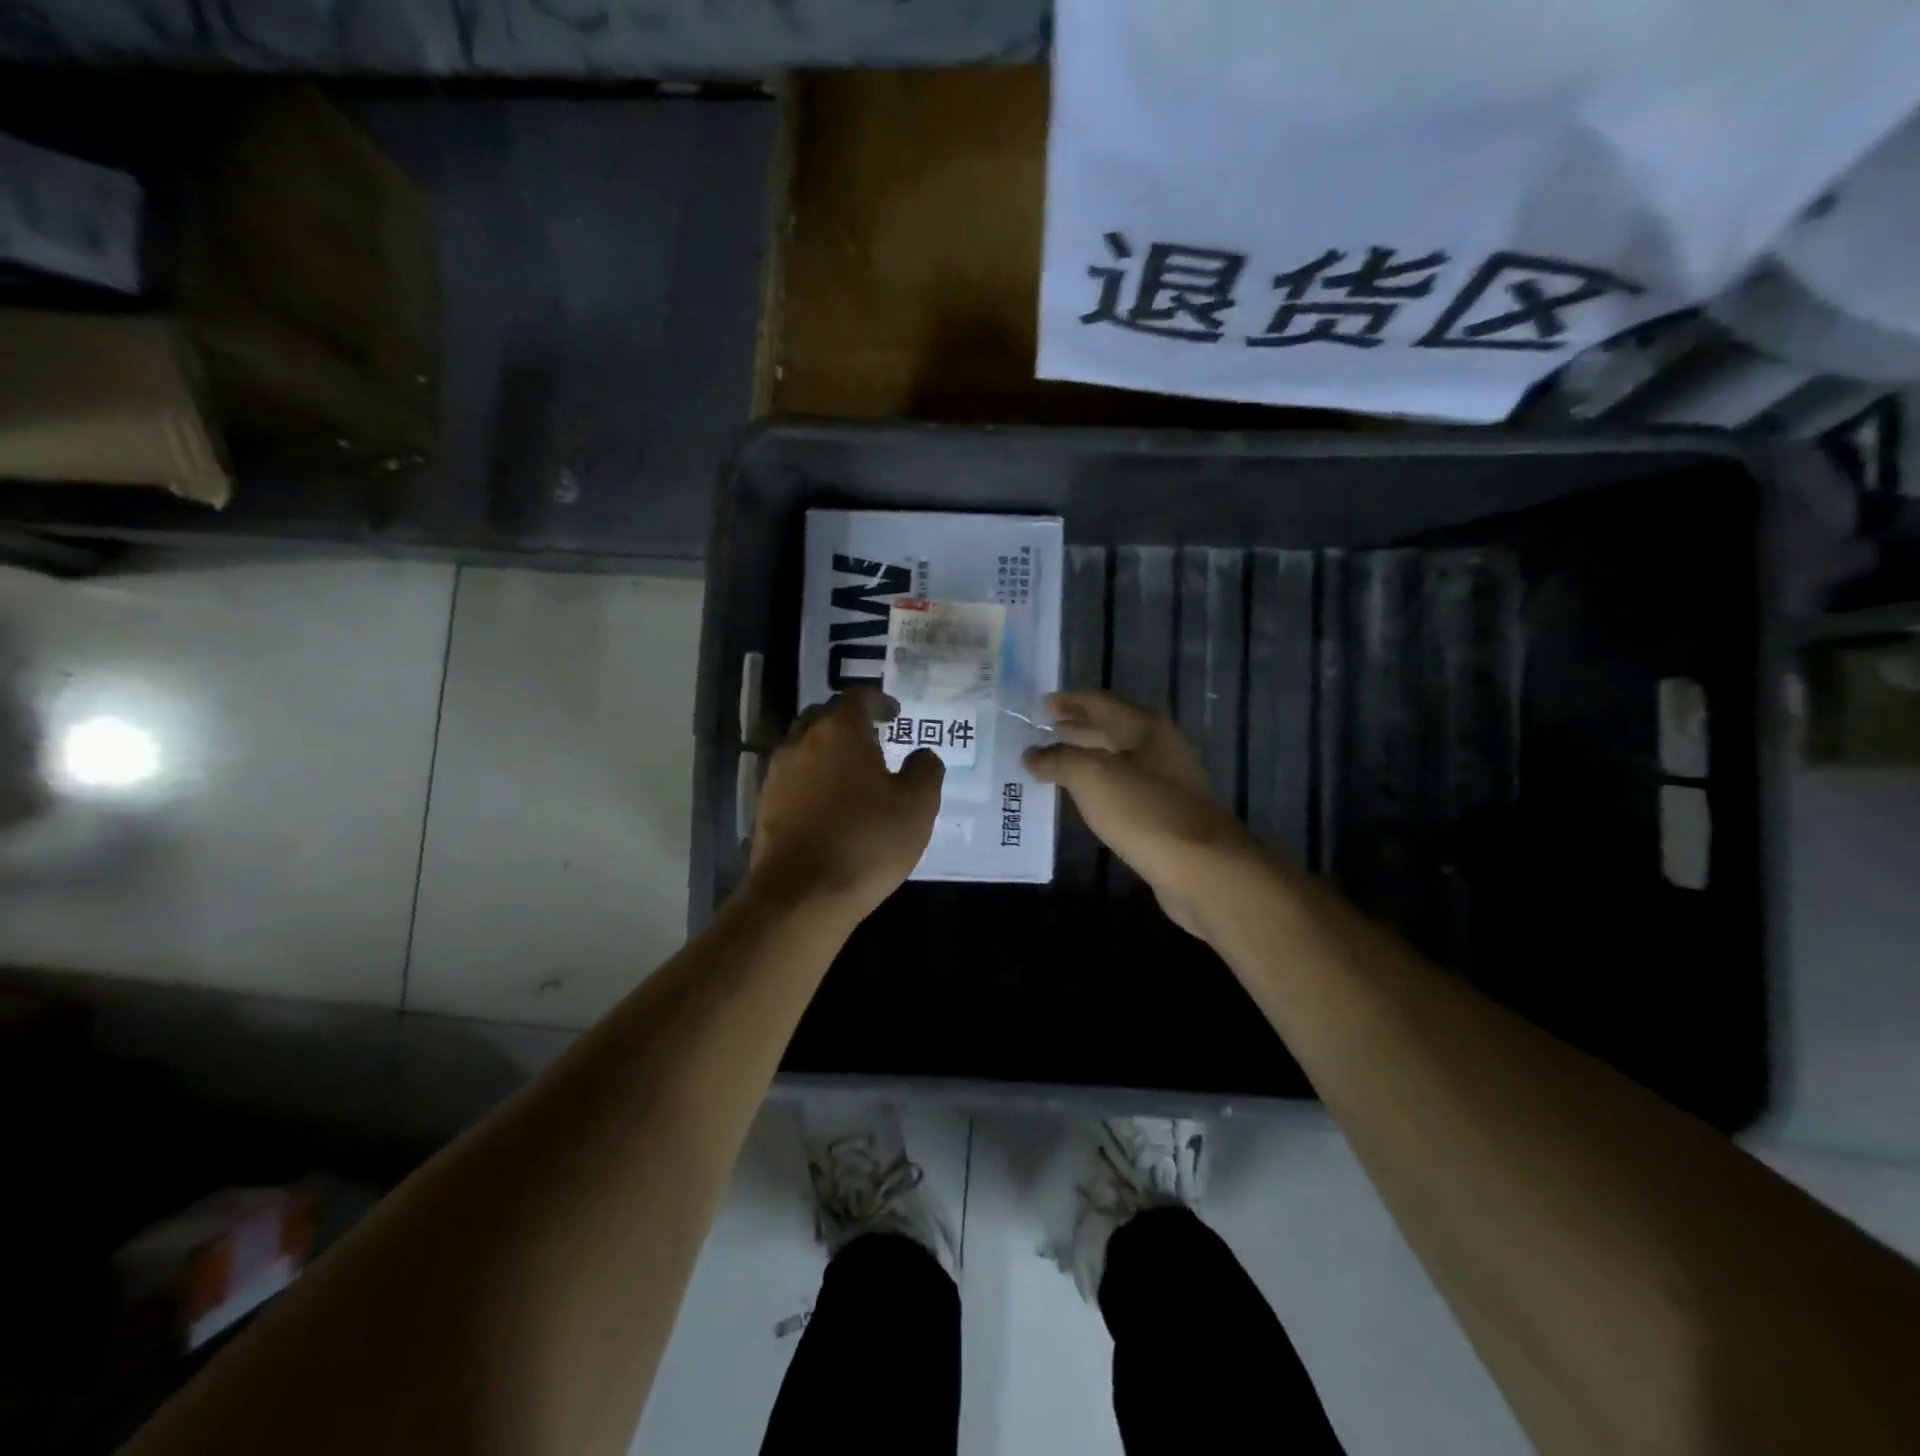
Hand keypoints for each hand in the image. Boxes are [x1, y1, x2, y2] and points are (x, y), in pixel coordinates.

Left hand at [751, 688, 943, 918]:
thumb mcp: (917, 806)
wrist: (801, 895)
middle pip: (824, 717)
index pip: (857, 697)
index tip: (894, 713)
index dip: (878, 700)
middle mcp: (802, 742)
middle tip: (873, 739)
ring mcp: (777, 773)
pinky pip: (791, 777)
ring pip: (803, 746)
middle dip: (849, 722)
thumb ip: (925, 770)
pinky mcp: (764, 805)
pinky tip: (827, 803)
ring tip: (850, 772)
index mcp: (840, 731)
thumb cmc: (867, 841)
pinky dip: (810, 779)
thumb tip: (922, 755)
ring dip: (826, 750)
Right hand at [1023, 691, 1259, 935]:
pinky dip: (1097, 787)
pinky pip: (1122, 789)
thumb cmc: (1144, 811)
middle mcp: (1159, 749)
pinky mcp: (1164, 815)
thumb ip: (1059, 760)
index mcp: (1146, 728)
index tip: (1042, 704)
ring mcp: (1165, 783)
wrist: (1200, 869)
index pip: (1101, 703)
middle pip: (1111, 730)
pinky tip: (1081, 797)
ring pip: (1116, 761)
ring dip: (1085, 758)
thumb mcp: (1092, 776)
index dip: (1070, 702)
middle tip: (1042, 731)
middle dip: (1077, 729)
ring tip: (1053, 762)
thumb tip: (1032, 755)